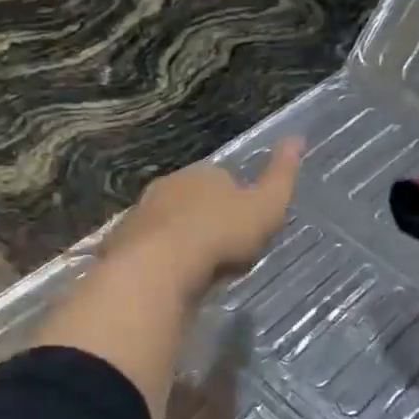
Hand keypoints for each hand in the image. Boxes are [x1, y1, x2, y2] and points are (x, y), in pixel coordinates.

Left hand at [102, 137, 303, 293]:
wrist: (160, 266)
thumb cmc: (221, 233)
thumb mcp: (266, 206)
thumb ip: (281, 175)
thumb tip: (297, 138)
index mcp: (203, 173)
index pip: (223, 178)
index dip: (236, 202)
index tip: (245, 228)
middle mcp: (168, 186)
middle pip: (191, 199)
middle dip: (204, 218)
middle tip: (222, 251)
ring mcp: (141, 213)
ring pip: (166, 223)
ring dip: (179, 239)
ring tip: (196, 270)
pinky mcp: (121, 243)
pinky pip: (145, 249)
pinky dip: (157, 260)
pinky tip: (168, 280)